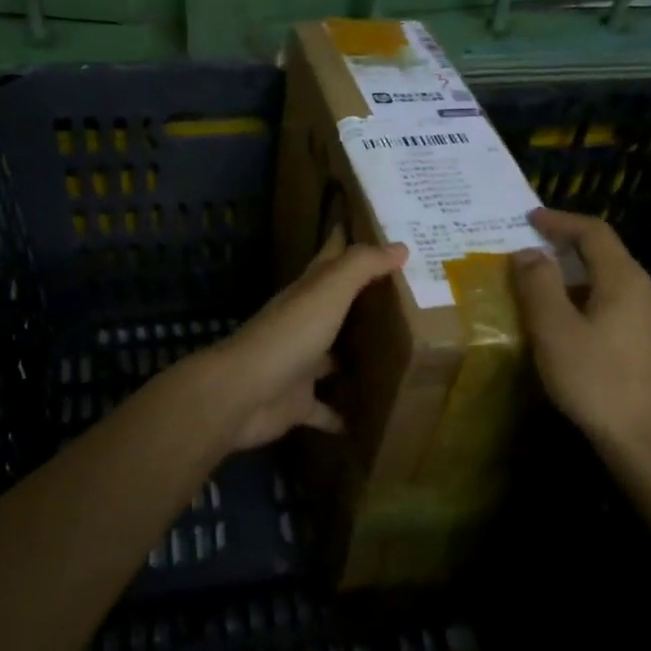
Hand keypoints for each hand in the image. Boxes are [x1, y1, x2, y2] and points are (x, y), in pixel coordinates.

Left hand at [198, 229, 406, 451]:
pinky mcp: (298, 403)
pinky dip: (344, 416)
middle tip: (407, 301)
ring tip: (398, 361)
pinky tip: (371, 420)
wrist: (243, 394)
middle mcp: (303, 325)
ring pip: (333, 359)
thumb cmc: (288, 336)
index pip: (330, 258)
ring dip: (356, 361)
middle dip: (364, 304)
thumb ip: (360, 266)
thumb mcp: (327, 292)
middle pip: (336, 309)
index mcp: (307, 294)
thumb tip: (399, 245)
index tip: (379, 229)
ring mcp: (299, 365)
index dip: (348, 240)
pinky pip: (326, 409)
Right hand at [511, 208, 650, 456]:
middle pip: (606, 255)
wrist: (647, 443)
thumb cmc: (595, 381)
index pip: (594, 233)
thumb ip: (539, 286)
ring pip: (611, 283)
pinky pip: (617, 307)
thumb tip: (529, 252)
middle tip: (531, 250)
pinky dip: (588, 301)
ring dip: (576, 277)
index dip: (560, 221)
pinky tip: (570, 324)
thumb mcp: (555, 331)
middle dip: (567, 247)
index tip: (529, 218)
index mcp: (624, 281)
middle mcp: (646, 293)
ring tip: (543, 287)